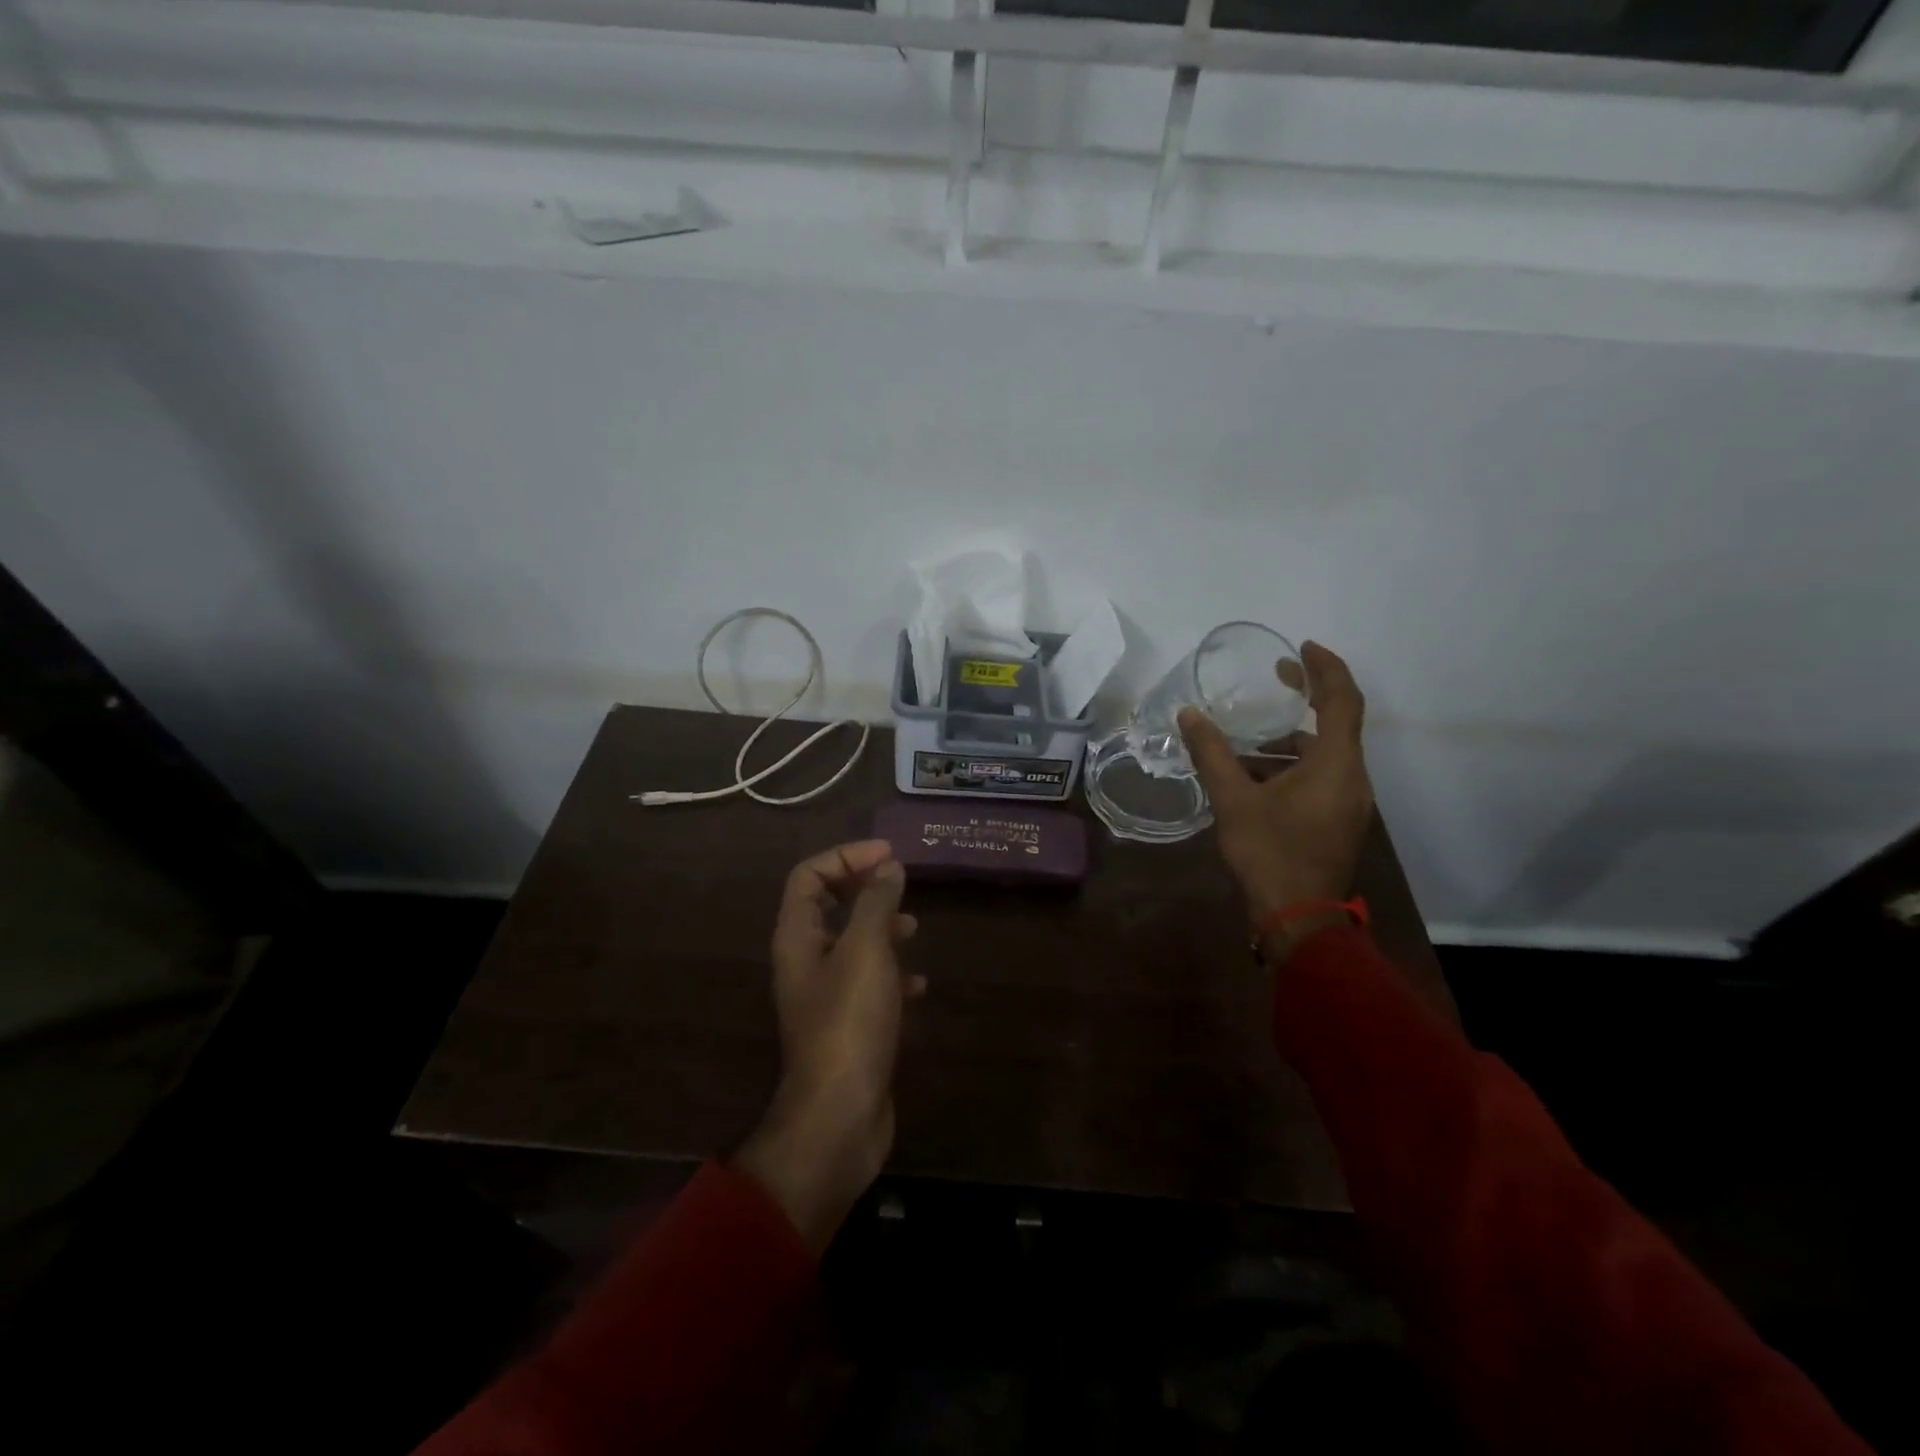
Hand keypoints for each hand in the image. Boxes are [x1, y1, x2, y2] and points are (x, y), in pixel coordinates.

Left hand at [733, 840, 923, 1254]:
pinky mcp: (848, 1025)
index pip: (808, 875)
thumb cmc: (849, 1022)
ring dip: (881, 928)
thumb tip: (887, 866)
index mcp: (798, 937)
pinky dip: (893, 973)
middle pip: (828, 906)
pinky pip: (869, 983)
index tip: (889, 855)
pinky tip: (919, 984)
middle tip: (902, 882)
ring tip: (914, 928)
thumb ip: (876, 902)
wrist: (840, 1116)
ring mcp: (826, 995)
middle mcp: (805, 961)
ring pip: (851, 944)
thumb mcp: (866, 951)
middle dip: (864, 888)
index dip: (845, 856)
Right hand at [1178, 641, 1374, 928]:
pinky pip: (1323, 776)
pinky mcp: (1340, 821)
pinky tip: (1257, 777)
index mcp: (1336, 765)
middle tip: (1275, 679)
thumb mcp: (1233, 800)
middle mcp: (1353, 778)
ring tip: (1249, 738)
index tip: (1302, 648)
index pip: (1342, 700)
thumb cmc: (1269, 854)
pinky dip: (1295, 765)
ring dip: (1293, 739)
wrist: (1299, 918)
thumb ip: (1212, 754)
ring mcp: (1350, 802)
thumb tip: (1189, 714)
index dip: (1326, 668)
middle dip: (1307, 698)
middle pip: (1337, 724)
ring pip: (1327, 754)